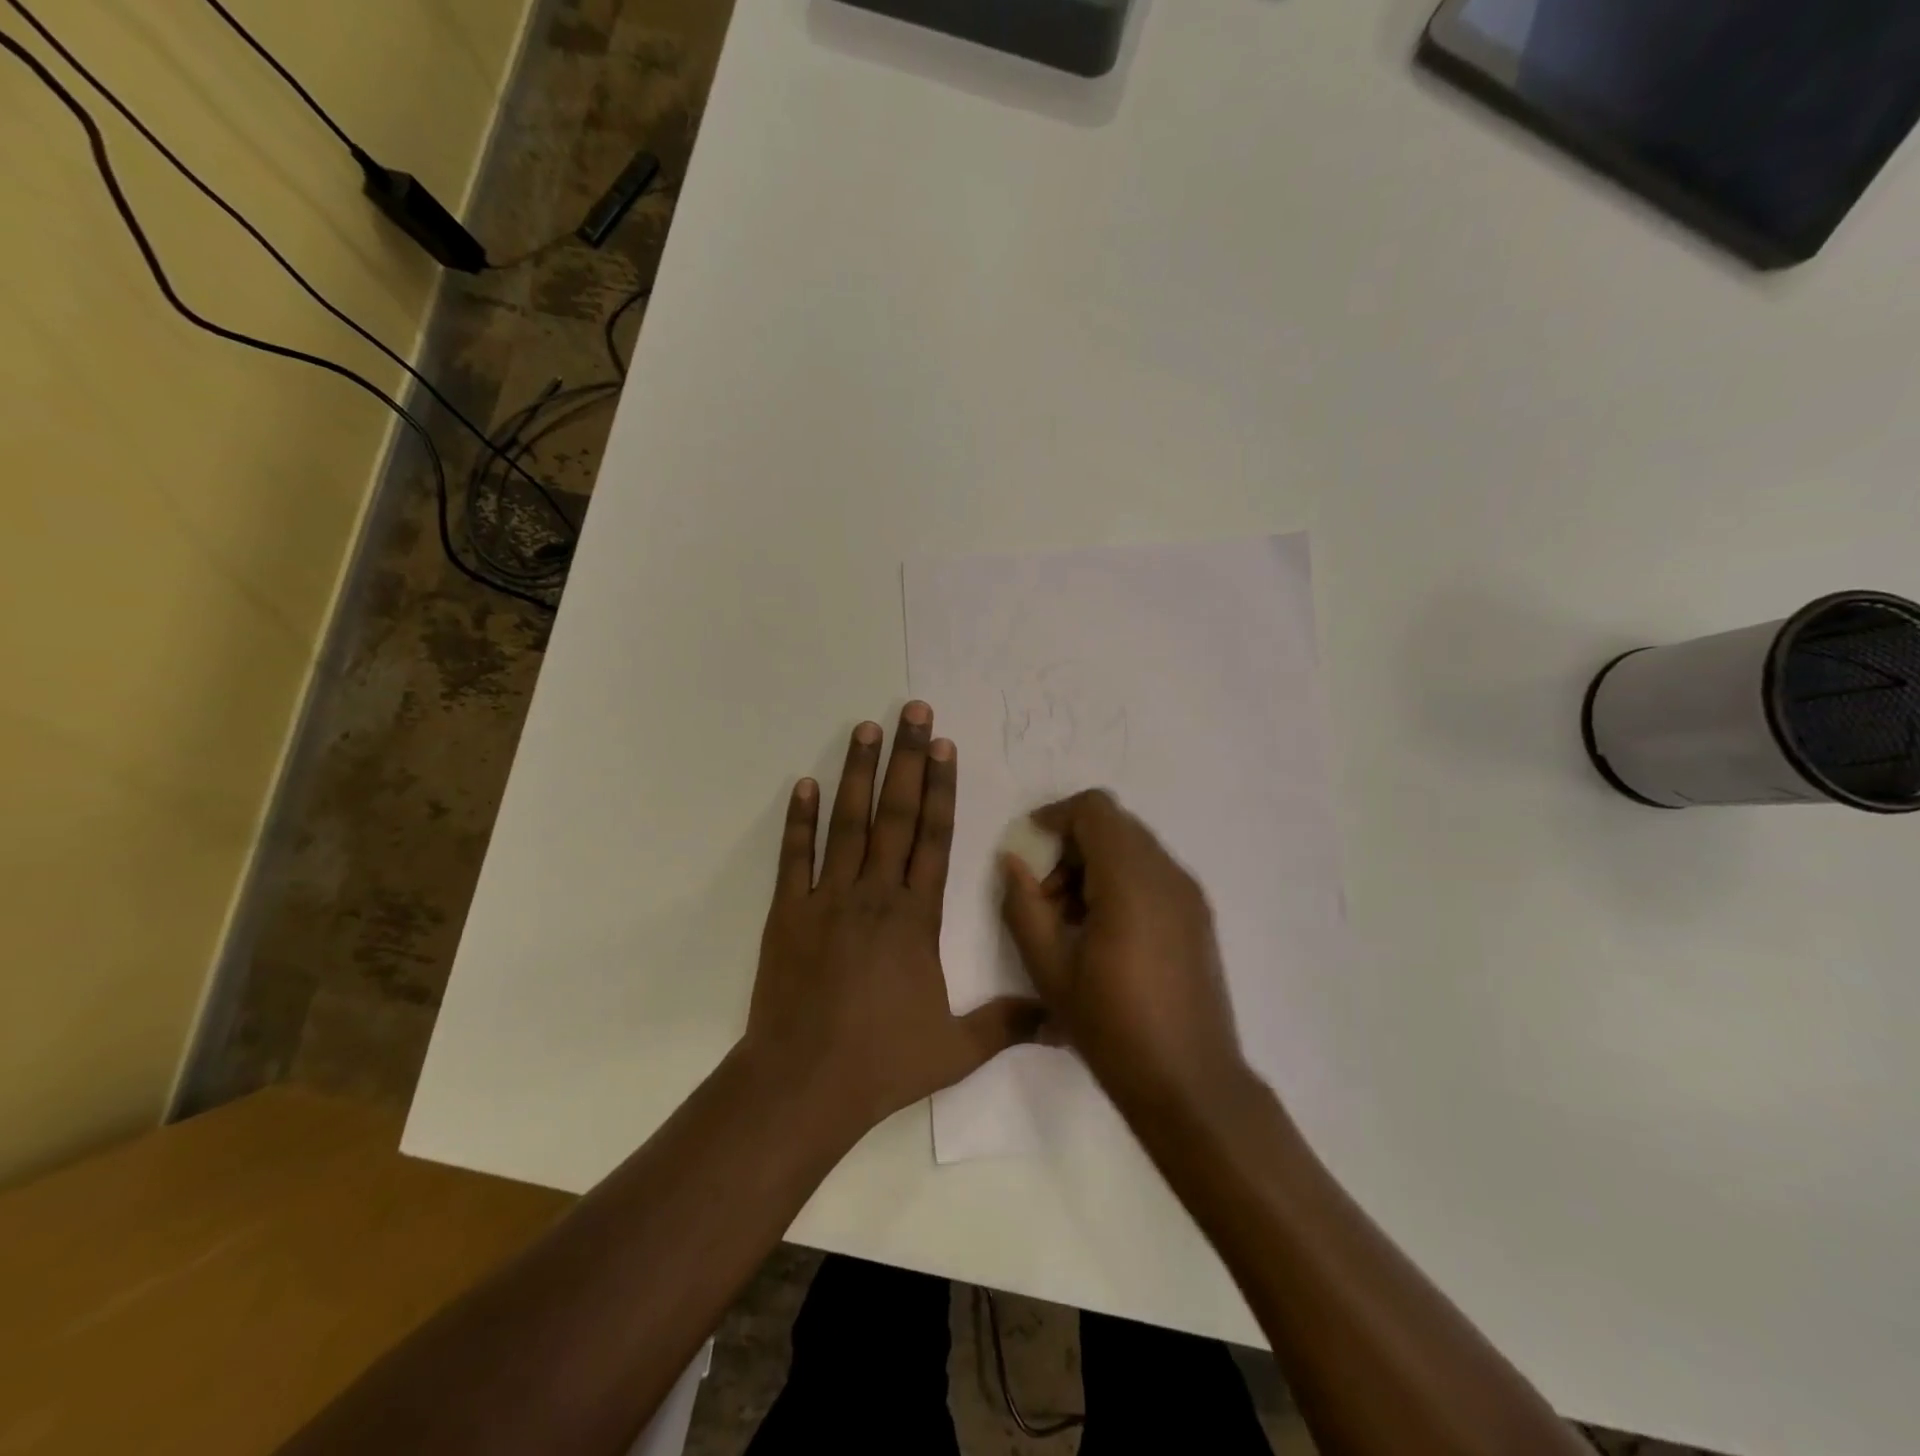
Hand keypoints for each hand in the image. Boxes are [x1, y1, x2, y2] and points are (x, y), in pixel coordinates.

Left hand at [744, 704, 1044, 1138]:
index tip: (943, 746)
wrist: (802, 1085)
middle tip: (911, 711)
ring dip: (857, 773)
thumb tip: (1062, 1019)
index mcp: (916, 919)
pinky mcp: (787, 913)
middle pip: (895, 814)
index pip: (934, 838)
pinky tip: (804, 784)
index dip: (941, 788)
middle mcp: (874, 895)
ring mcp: (826, 899)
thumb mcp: (956, 1050)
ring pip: (847, 823)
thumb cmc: (881, 1062)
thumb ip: (1008, 1024)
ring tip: (864, 728)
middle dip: (905, 759)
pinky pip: (794, 857)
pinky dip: (798, 820)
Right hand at [1000, 790, 1249, 1115]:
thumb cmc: (1112, 1028)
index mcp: (1131, 881)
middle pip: (1114, 826)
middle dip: (1072, 846)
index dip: (1056, 815)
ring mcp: (1189, 894)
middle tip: (1046, 896)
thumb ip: (1023, 906)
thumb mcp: (1049, 969)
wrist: (1191, 1084)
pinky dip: (1121, 882)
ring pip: (1134, 848)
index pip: (1095, 809)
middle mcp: (1167, 874)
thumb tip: (1012, 862)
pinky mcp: (1198, 915)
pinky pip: (1152, 873)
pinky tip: (1104, 933)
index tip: (1029, 847)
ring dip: (1095, 865)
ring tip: (1071, 920)